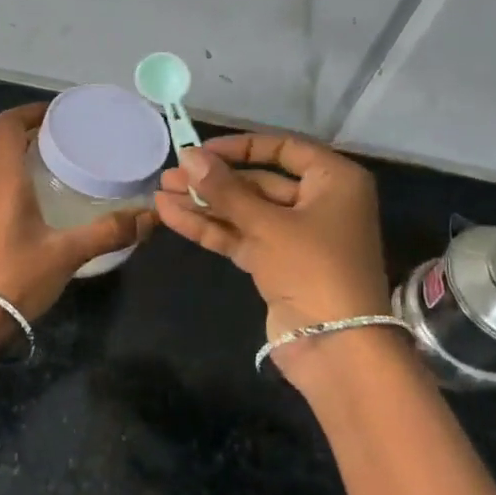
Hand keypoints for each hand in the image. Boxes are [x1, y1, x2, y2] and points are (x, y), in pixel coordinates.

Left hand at [0, 102, 154, 331]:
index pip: (8, 125)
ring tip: (66, 175)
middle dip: (38, 139)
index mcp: (3, 179)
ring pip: (3, 173)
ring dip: (29, 165)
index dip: (31, 111)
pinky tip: (46, 211)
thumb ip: (108, 232)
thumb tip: (150, 217)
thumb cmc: (14, 276)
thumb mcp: (66, 253)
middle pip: (7, 147)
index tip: (59, 114)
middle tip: (74, 145)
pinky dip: (21, 188)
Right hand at [155, 134, 394, 381]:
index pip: (283, 148)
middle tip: (169, 174)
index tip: (201, 150)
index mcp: (334, 181)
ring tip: (160, 193)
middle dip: (213, 180)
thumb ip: (225, 189)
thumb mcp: (267, 224)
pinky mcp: (276, 265)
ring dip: (204, 203)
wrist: (335, 347)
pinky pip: (240, 236)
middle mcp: (318, 203)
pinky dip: (210, 227)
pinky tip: (171, 216)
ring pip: (244, 211)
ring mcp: (296, 237)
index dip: (240, 147)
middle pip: (259, 182)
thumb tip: (188, 155)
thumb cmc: (312, 268)